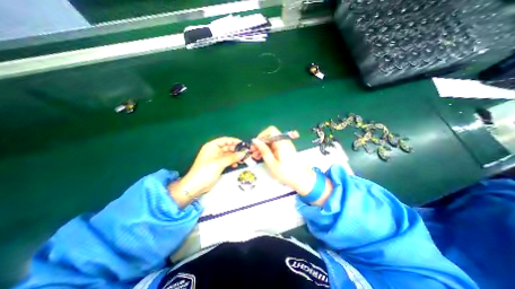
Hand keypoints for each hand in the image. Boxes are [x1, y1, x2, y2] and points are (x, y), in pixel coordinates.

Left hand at [170, 137, 247, 206]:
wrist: (195, 186)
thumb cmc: (205, 171)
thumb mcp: (219, 163)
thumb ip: (232, 157)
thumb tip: (243, 153)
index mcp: (212, 146)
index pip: (225, 140)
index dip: (234, 141)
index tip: (243, 144)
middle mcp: (214, 151)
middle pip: (227, 147)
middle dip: (236, 150)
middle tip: (245, 153)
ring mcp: (216, 158)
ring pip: (228, 154)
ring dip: (235, 156)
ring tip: (242, 159)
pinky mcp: (218, 165)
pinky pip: (227, 161)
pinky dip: (232, 162)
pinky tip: (236, 164)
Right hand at [250, 126, 318, 195]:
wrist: (301, 179)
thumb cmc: (287, 173)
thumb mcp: (271, 163)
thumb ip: (263, 150)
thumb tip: (255, 141)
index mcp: (281, 143)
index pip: (270, 131)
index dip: (261, 136)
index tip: (255, 145)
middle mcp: (284, 142)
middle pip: (270, 136)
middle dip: (260, 143)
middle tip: (253, 152)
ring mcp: (284, 146)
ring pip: (270, 142)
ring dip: (262, 147)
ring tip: (256, 156)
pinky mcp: (284, 150)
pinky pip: (274, 146)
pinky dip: (267, 150)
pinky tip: (262, 157)